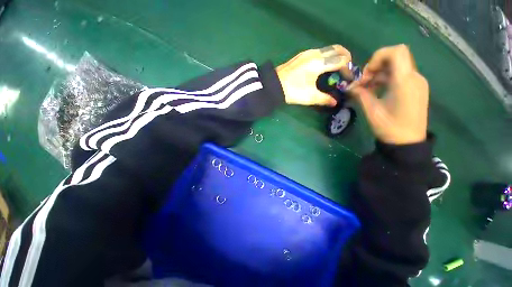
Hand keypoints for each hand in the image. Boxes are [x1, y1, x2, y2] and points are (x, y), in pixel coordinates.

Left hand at [277, 45, 351, 105]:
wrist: (273, 86)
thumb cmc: (292, 91)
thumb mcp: (309, 97)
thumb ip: (324, 99)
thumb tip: (335, 102)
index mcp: (319, 63)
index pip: (342, 60)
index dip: (348, 69)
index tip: (349, 79)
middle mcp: (315, 54)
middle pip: (337, 49)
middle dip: (345, 58)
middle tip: (345, 71)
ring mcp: (307, 53)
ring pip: (328, 49)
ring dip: (335, 57)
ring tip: (335, 70)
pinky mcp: (301, 55)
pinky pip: (319, 52)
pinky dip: (326, 57)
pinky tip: (322, 69)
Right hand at [350, 44, 428, 144]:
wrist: (408, 142)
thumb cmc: (389, 128)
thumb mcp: (372, 110)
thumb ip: (361, 94)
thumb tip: (350, 87)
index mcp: (405, 82)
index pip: (396, 52)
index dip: (378, 56)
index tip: (366, 73)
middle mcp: (414, 77)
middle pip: (395, 58)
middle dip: (375, 66)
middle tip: (363, 82)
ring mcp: (417, 83)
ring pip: (397, 67)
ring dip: (378, 74)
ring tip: (366, 88)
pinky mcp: (416, 88)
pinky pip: (400, 76)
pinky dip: (386, 79)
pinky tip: (376, 91)